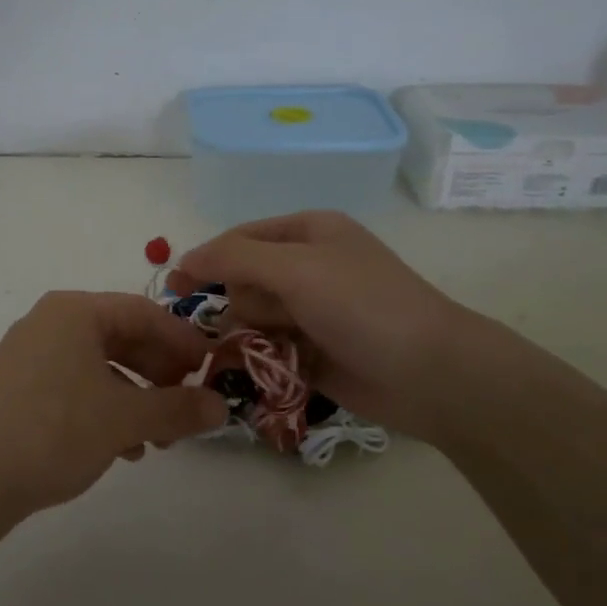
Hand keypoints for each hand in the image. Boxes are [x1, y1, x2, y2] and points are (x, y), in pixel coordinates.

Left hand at [0, 292, 228, 521]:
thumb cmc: (56, 431)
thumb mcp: (125, 419)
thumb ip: (178, 408)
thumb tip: (223, 407)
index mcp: (74, 312)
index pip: (144, 313)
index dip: (183, 341)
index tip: (211, 370)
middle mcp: (50, 322)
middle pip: (121, 337)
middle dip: (160, 373)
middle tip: (187, 405)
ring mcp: (30, 353)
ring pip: (99, 364)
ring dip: (136, 396)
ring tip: (159, 437)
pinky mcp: (19, 384)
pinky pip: (75, 382)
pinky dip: (105, 406)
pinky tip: (122, 446)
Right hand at [167, 211, 472, 442]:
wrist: (430, 373)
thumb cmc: (363, 305)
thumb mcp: (296, 268)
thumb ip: (234, 258)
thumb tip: (184, 259)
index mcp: (308, 231)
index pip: (238, 238)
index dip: (206, 260)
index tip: (176, 288)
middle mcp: (308, 266)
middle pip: (242, 280)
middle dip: (243, 302)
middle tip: (270, 319)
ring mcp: (312, 310)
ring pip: (251, 317)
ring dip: (252, 334)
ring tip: (278, 350)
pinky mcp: (313, 350)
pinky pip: (267, 348)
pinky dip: (263, 358)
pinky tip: (273, 368)